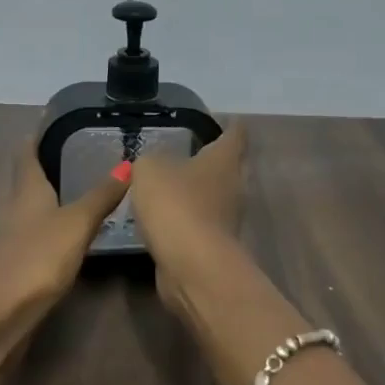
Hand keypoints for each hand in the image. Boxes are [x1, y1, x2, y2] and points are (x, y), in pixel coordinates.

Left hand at [0, 142, 128, 384]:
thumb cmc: (34, 262)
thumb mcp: (75, 226)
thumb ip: (101, 196)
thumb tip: (128, 163)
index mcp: (26, 192)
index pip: (28, 152)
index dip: (39, 133)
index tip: (54, 115)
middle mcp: (15, 210)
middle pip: (29, 179)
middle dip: (50, 164)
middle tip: (82, 150)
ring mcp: (12, 240)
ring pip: (33, 208)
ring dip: (53, 196)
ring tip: (83, 187)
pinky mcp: (16, 267)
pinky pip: (37, 234)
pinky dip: (54, 225)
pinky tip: (71, 234)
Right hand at [128, 121, 247, 312]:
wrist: (192, 265)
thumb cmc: (176, 204)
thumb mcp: (149, 170)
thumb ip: (149, 161)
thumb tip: (152, 165)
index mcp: (224, 160)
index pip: (235, 134)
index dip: (231, 125)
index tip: (226, 119)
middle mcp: (234, 186)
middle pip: (228, 167)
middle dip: (212, 160)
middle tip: (189, 152)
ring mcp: (228, 218)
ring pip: (214, 197)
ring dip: (197, 192)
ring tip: (171, 185)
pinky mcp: (215, 245)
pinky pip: (200, 223)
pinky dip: (187, 219)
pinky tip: (165, 218)